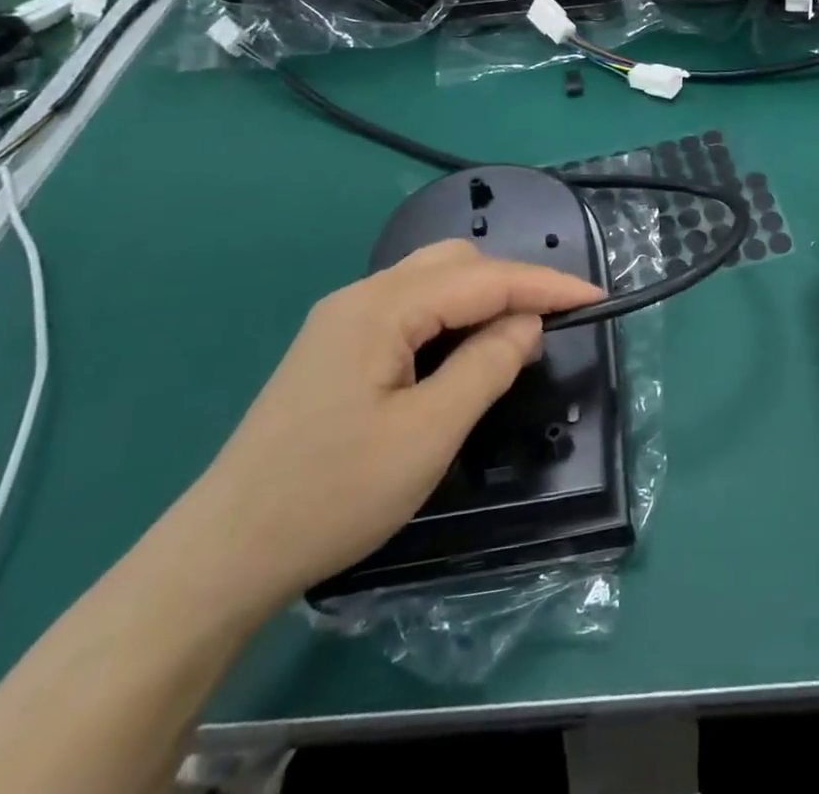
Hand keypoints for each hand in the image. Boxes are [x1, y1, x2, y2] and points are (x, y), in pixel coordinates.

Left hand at [165, 241, 602, 617]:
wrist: (222, 554)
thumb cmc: (332, 494)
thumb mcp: (428, 434)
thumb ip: (487, 365)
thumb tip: (527, 321)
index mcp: (381, 308)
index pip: (483, 278)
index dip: (545, 285)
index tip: (596, 297)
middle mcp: (360, 297)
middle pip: (455, 264)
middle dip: (512, 283)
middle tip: (554, 322)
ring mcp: (342, 321)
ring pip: (432, 282)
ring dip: (482, 298)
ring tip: (516, 335)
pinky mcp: (335, 348)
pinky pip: (410, 309)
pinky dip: (451, 318)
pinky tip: (463, 350)